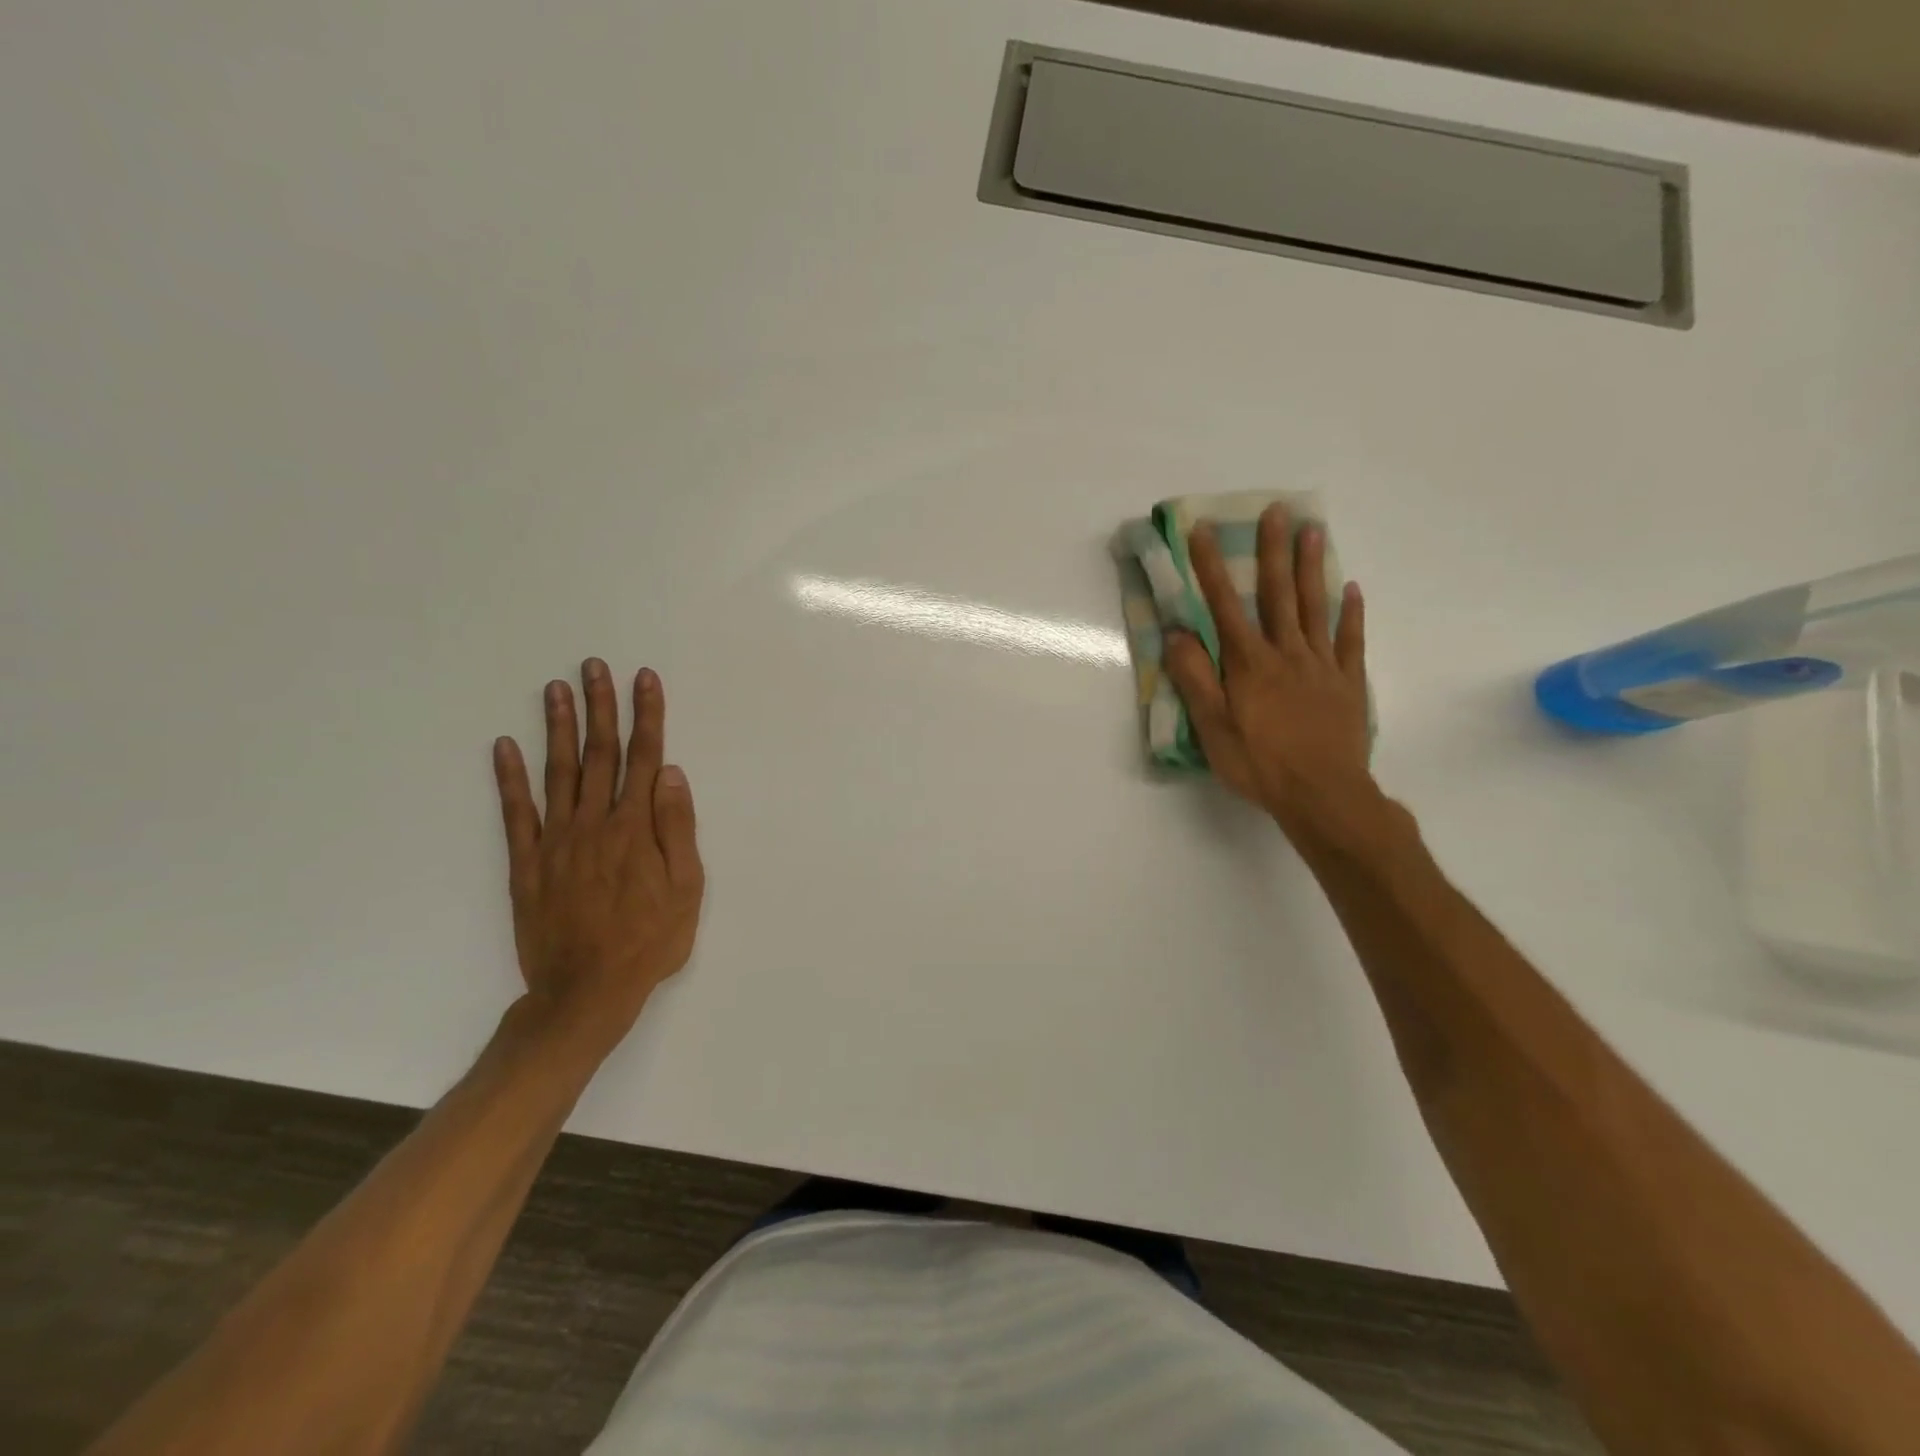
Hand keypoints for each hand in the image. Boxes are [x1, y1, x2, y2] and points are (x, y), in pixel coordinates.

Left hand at [492, 659, 703, 1058]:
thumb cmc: (650, 940)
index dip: (647, 716)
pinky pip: (516, 812)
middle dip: (601, 707)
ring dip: (558, 728)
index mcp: (637, 827)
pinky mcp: (527, 862)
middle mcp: (595, 823)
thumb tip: (671, 773)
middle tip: (594, 667)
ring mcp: (557, 840)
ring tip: (556, 689)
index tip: (644, 680)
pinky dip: (509, 778)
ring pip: (559, 772)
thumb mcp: (687, 889)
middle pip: (600, 754)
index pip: (645, 758)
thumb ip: (678, 828)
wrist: (587, 991)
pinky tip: (504, 746)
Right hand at [1164, 505, 1378, 846]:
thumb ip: (1195, 678)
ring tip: (1314, 530)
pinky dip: (1350, 613)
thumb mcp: (1213, 727)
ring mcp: (1322, 665)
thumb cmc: (1259, 763)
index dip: (1211, 568)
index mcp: (1249, 664)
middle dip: (1272, 551)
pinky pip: (1350, 640)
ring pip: (1315, 607)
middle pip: (1277, 594)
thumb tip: (1177, 634)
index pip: (1225, 606)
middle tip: (1277, 510)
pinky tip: (1351, 589)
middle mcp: (1286, 653)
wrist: (1323, 794)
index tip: (1202, 531)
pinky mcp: (1348, 682)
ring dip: (1311, 568)